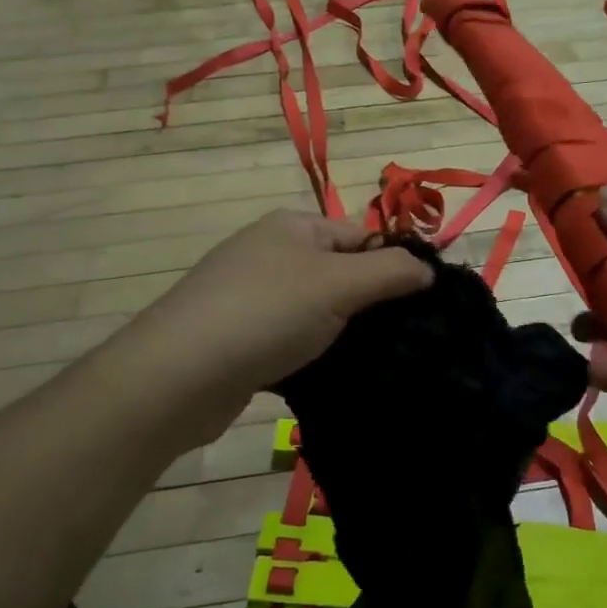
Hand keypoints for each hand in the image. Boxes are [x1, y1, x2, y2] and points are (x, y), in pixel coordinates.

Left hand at [134, 209, 432, 409]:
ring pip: (317, 311)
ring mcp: (251, 297)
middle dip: (371, 304)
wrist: (178, 376)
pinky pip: (291, 341)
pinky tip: (334, 379)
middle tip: (408, 340)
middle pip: (340, 273)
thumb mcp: (338, 283)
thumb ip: (390, 271)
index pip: (362, 236)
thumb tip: (428, 269)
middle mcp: (271, 254)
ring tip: (380, 364)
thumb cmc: (266, 313)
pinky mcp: (240, 339)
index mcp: (294, 227)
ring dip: (343, 335)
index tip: (426, 306)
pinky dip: (313, 356)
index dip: (395, 265)